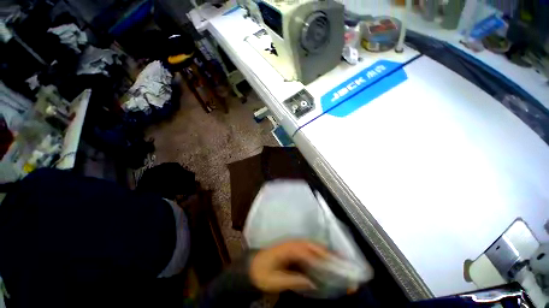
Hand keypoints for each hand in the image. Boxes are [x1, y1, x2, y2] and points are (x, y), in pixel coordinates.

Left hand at [249, 240, 329, 292]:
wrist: (252, 266)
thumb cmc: (262, 273)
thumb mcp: (275, 281)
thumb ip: (293, 281)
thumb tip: (312, 283)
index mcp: (286, 250)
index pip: (307, 251)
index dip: (320, 257)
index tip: (334, 265)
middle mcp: (291, 243)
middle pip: (311, 244)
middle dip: (326, 251)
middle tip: (341, 260)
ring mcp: (292, 244)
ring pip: (310, 244)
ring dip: (323, 250)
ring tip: (337, 258)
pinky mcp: (292, 248)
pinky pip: (307, 248)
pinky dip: (317, 251)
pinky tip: (324, 258)